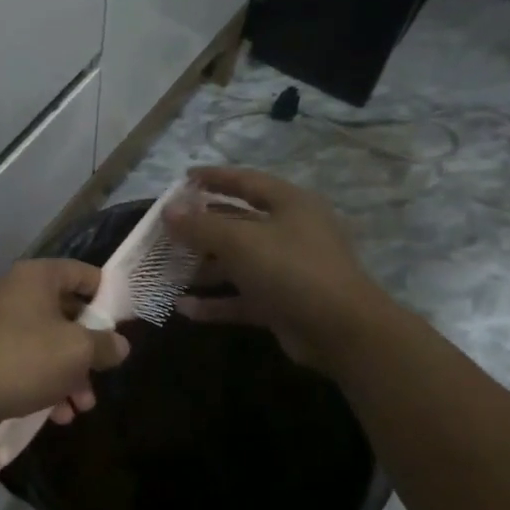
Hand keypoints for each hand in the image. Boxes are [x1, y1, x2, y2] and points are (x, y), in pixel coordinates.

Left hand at [0, 260, 129, 439]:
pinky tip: (59, 415)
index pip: (84, 274)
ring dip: (73, 375)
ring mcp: (5, 326)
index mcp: (38, 278)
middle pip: (70, 313)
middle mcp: (20, 294)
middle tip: (105, 372)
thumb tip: (120, 344)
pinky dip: (49, 385)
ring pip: (52, 344)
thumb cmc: (24, 359)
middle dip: (90, 349)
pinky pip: (32, 364)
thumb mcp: (77, 350)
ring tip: (82, 406)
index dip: (109, 296)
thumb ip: (105, 344)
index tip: (127, 323)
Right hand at [163, 167, 385, 368]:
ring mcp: (288, 269)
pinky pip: (242, 297)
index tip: (183, 178)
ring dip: (204, 267)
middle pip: (238, 223)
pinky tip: (183, 308)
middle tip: (167, 229)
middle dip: (201, 227)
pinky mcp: (282, 303)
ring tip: (167, 270)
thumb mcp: (240, 241)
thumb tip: (167, 211)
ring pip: (238, 262)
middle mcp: (290, 232)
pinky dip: (216, 302)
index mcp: (290, 204)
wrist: (342, 332)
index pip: (246, 180)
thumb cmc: (291, 270)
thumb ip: (200, 225)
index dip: (214, 177)